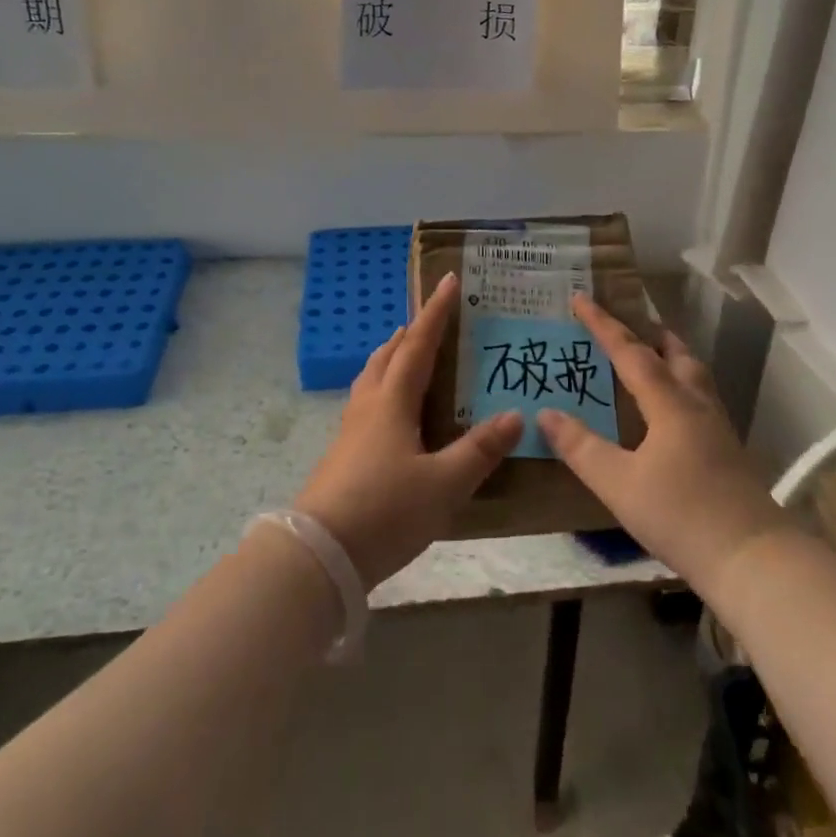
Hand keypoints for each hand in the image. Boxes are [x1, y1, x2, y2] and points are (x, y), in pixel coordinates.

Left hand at [295, 273, 523, 589]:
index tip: (447, 281)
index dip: (435, 313)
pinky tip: (391, 413)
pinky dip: (383, 388)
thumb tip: (515, 415)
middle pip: (388, 356)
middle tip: (427, 320)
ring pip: (371, 378)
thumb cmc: (386, 510)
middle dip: (409, 333)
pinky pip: (366, 402)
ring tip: (406, 354)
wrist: (320, 554)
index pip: (419, 345)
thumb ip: (480, 450)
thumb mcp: (444, 483)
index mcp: (393, 401)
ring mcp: (350, 430)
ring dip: (390, 358)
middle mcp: (369, 406)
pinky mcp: (342, 454)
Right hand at [538, 297, 785, 597]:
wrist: (754, 561)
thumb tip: (546, 413)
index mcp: (669, 403)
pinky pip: (700, 398)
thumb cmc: (682, 517)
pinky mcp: (729, 451)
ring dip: (670, 356)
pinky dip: (681, 385)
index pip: (631, 351)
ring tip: (650, 357)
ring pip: (694, 374)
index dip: (603, 324)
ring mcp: (718, 428)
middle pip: (675, 353)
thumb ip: (581, 448)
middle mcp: (697, 404)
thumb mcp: (619, 484)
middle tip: (625, 324)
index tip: (581, 297)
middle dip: (648, 333)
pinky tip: (673, 411)